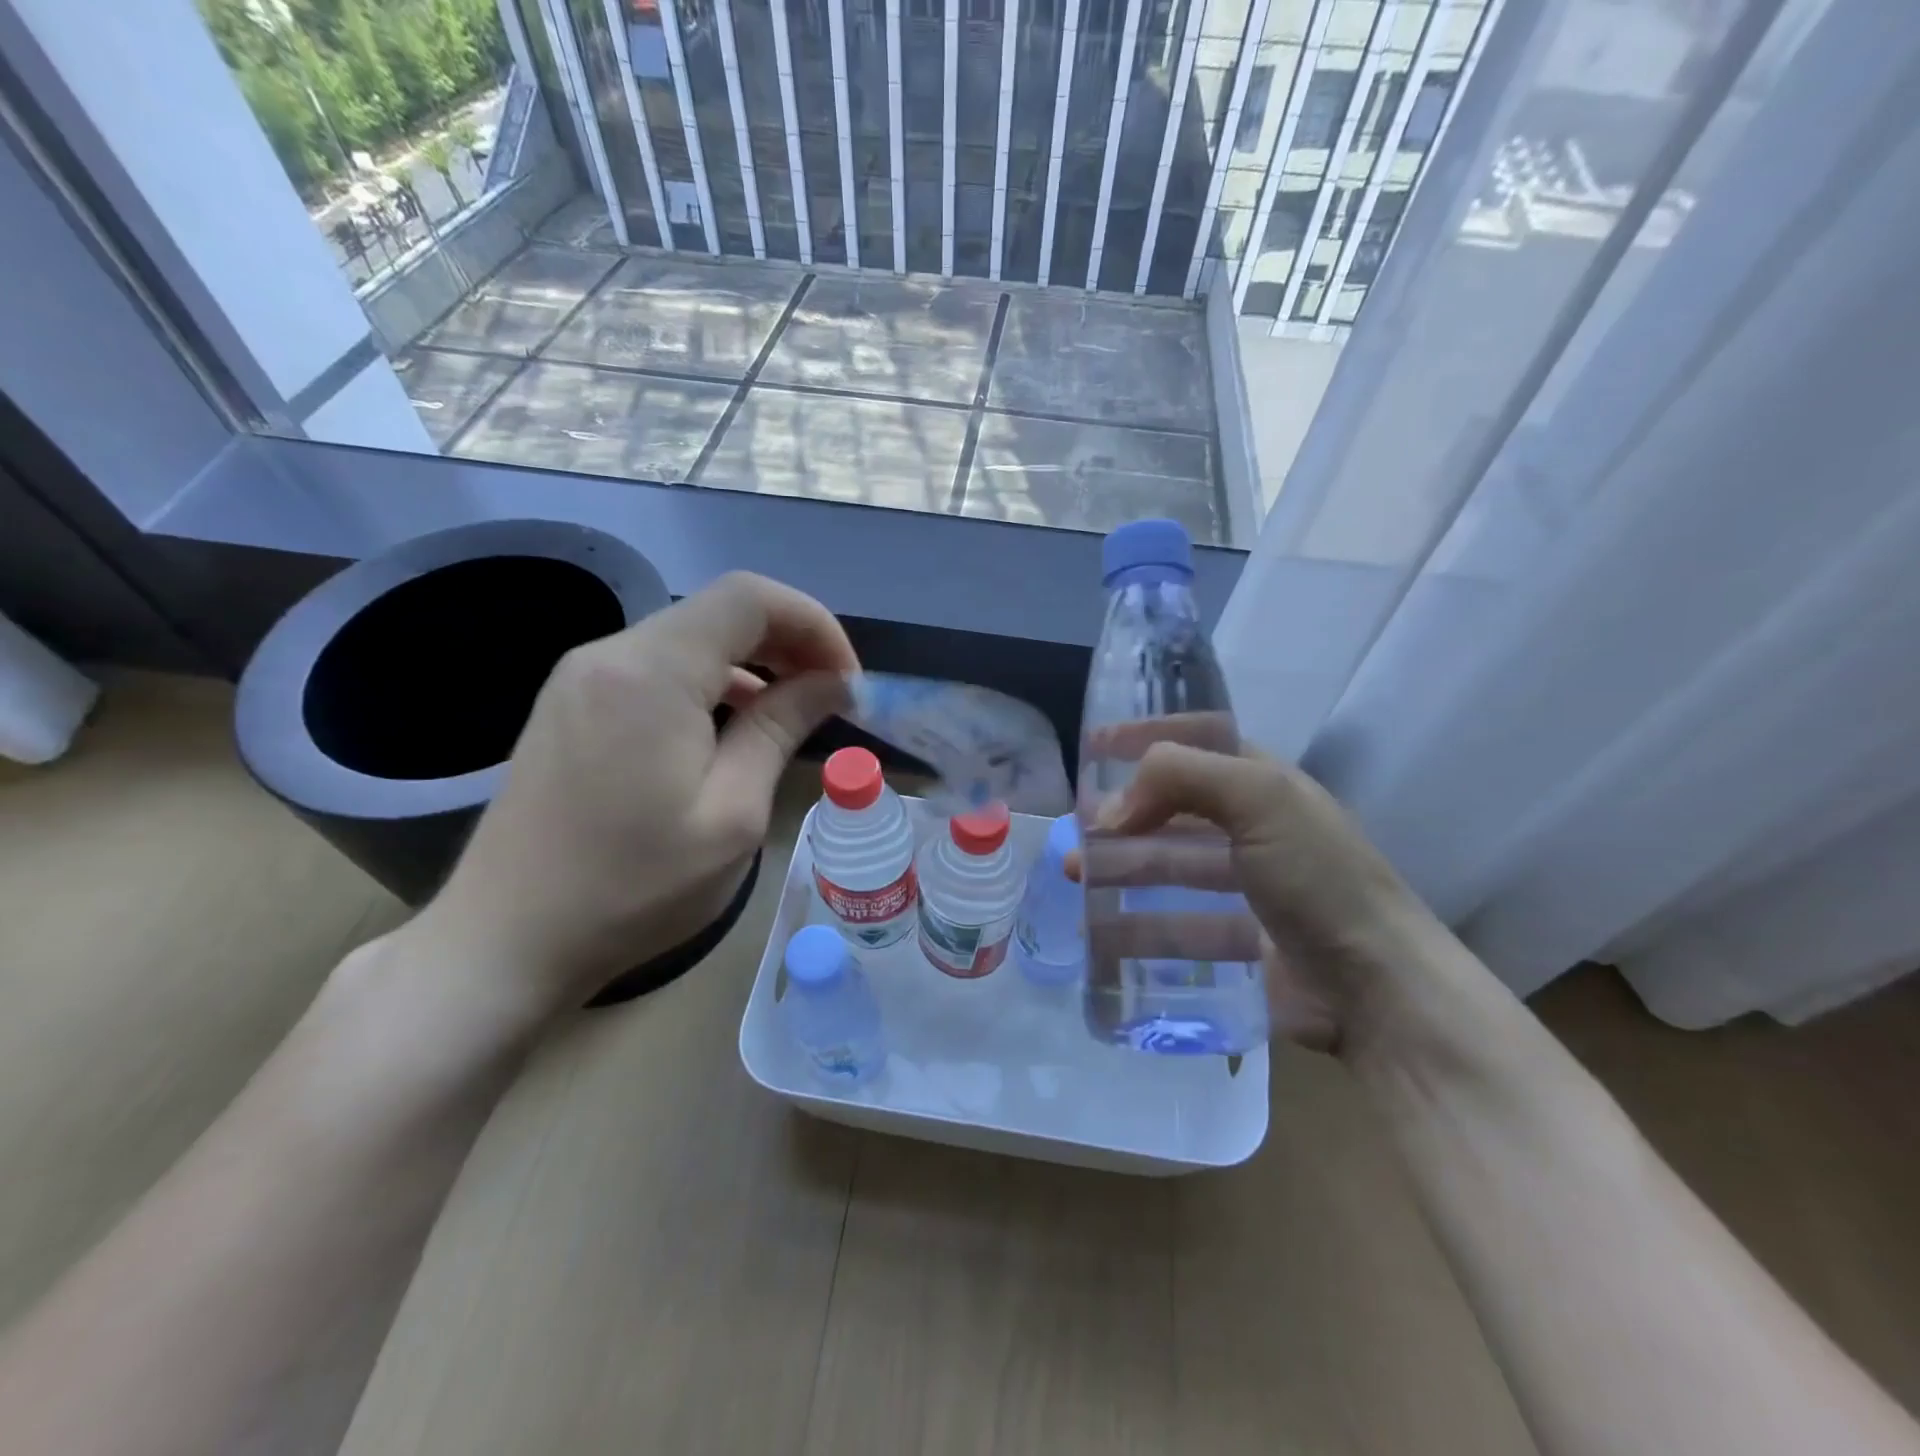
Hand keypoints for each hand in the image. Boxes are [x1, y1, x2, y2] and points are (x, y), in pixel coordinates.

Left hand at [414, 572, 857, 1009]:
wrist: (507, 940)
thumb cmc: (634, 887)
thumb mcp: (733, 814)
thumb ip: (781, 729)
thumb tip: (833, 683)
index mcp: (652, 671)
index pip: (750, 598)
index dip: (814, 624)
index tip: (847, 682)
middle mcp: (611, 653)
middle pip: (719, 611)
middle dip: (789, 641)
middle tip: (831, 697)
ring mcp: (582, 677)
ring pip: (689, 639)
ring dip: (751, 664)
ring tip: (790, 714)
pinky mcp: (571, 704)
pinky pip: (657, 670)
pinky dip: (710, 684)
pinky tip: (730, 729)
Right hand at [1077, 732, 1432, 1056]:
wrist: (1377, 989)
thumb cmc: (1317, 877)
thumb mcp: (1258, 797)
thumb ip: (1178, 777)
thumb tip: (1109, 811)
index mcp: (1263, 786)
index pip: (1197, 743)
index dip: (1147, 738)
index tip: (1095, 746)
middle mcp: (1255, 831)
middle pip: (1173, 811)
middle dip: (1122, 816)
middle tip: (1076, 830)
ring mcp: (1248, 891)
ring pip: (1169, 870)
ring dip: (1121, 870)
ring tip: (1075, 878)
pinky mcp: (1240, 945)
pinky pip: (1176, 928)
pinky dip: (1138, 929)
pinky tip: (1103, 934)